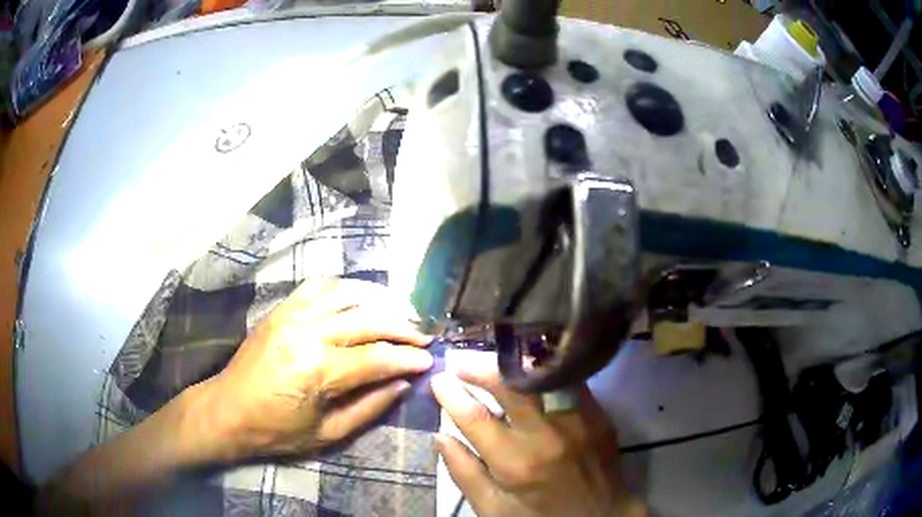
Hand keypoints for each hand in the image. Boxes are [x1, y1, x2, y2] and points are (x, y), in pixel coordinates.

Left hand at [193, 277, 432, 462]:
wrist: (227, 410)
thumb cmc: (276, 431)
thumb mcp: (328, 434)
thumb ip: (370, 407)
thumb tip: (403, 383)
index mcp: (318, 370)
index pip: (377, 357)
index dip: (409, 358)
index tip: (430, 360)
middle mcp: (307, 332)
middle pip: (369, 319)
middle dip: (404, 326)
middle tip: (425, 336)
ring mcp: (292, 314)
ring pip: (349, 294)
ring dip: (381, 301)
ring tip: (402, 314)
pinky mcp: (281, 308)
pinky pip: (320, 285)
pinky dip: (347, 287)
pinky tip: (361, 299)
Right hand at [431, 360, 646, 516]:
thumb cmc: (541, 516)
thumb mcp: (494, 509)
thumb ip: (465, 473)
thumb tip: (440, 436)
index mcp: (517, 463)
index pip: (476, 417)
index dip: (452, 394)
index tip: (438, 380)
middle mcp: (549, 435)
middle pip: (511, 386)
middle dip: (481, 369)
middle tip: (463, 366)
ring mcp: (578, 421)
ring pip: (542, 376)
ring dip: (513, 368)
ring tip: (495, 367)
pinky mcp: (599, 415)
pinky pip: (568, 382)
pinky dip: (545, 375)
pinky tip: (532, 376)